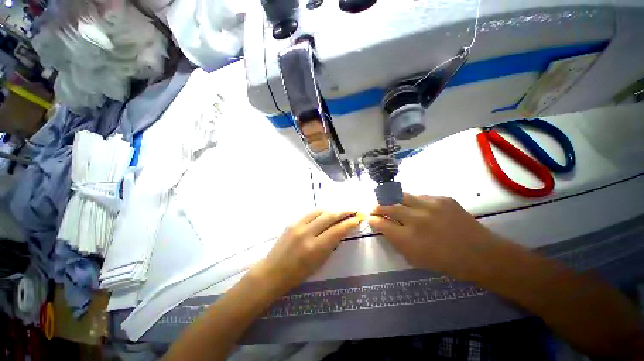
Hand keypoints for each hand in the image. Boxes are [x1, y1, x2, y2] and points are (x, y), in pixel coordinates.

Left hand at [253, 210, 361, 294]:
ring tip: (340, 212)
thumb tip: (341, 230)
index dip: (349, 223)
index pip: (337, 230)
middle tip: (352, 211)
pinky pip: (310, 213)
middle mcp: (307, 233)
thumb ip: (331, 245)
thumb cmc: (298, 274)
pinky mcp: (292, 222)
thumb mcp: (319, 263)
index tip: (357, 219)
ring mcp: (297, 225)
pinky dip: (321, 212)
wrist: (272, 271)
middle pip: (329, 216)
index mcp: (315, 248)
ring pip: (320, 211)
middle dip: (343, 212)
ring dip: (332, 210)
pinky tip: (326, 214)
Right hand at [368, 193, 498, 278]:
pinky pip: (420, 196)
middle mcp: (416, 219)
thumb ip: (395, 241)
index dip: (373, 220)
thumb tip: (383, 227)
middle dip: (377, 207)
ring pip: (401, 195)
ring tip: (389, 201)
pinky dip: (413, 201)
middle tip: (374, 208)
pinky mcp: (442, 198)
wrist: (479, 254)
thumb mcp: (414, 258)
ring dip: (391, 199)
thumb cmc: (444, 262)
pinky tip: (415, 206)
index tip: (370, 218)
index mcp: (408, 238)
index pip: (381, 223)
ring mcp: (430, 205)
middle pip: (387, 206)